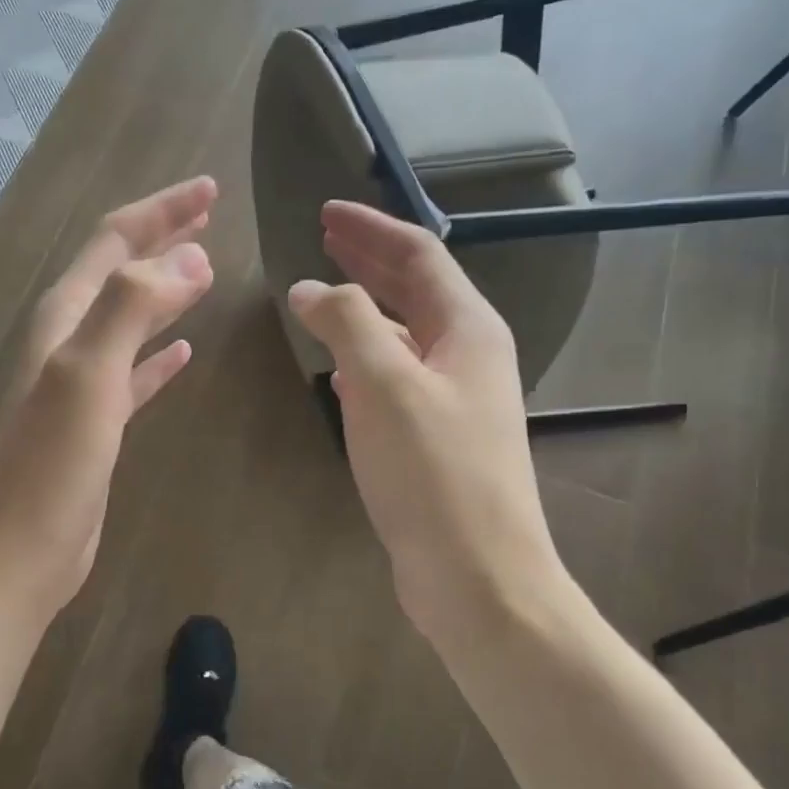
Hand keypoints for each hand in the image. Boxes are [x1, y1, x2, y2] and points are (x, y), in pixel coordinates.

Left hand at [0, 178, 217, 624]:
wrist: (18, 551)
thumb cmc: (50, 464)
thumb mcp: (87, 374)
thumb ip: (132, 308)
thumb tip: (190, 258)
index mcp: (65, 318)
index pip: (114, 242)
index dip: (161, 211)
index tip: (210, 191)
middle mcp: (71, 340)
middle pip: (121, 272)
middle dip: (162, 238)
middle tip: (208, 214)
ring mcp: (84, 384)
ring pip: (131, 319)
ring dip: (165, 290)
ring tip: (204, 269)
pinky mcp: (99, 424)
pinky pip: (137, 374)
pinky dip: (160, 355)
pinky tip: (186, 352)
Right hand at [288, 201, 564, 652]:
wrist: (477, 576)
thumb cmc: (435, 473)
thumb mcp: (386, 385)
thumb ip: (347, 324)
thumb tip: (311, 288)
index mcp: (468, 330)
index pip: (418, 257)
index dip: (371, 229)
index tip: (325, 212)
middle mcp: (468, 356)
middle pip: (415, 290)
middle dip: (369, 260)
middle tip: (323, 238)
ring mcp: (454, 401)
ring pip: (404, 336)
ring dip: (365, 310)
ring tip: (324, 296)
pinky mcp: (435, 440)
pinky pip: (397, 380)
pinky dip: (367, 361)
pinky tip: (340, 370)